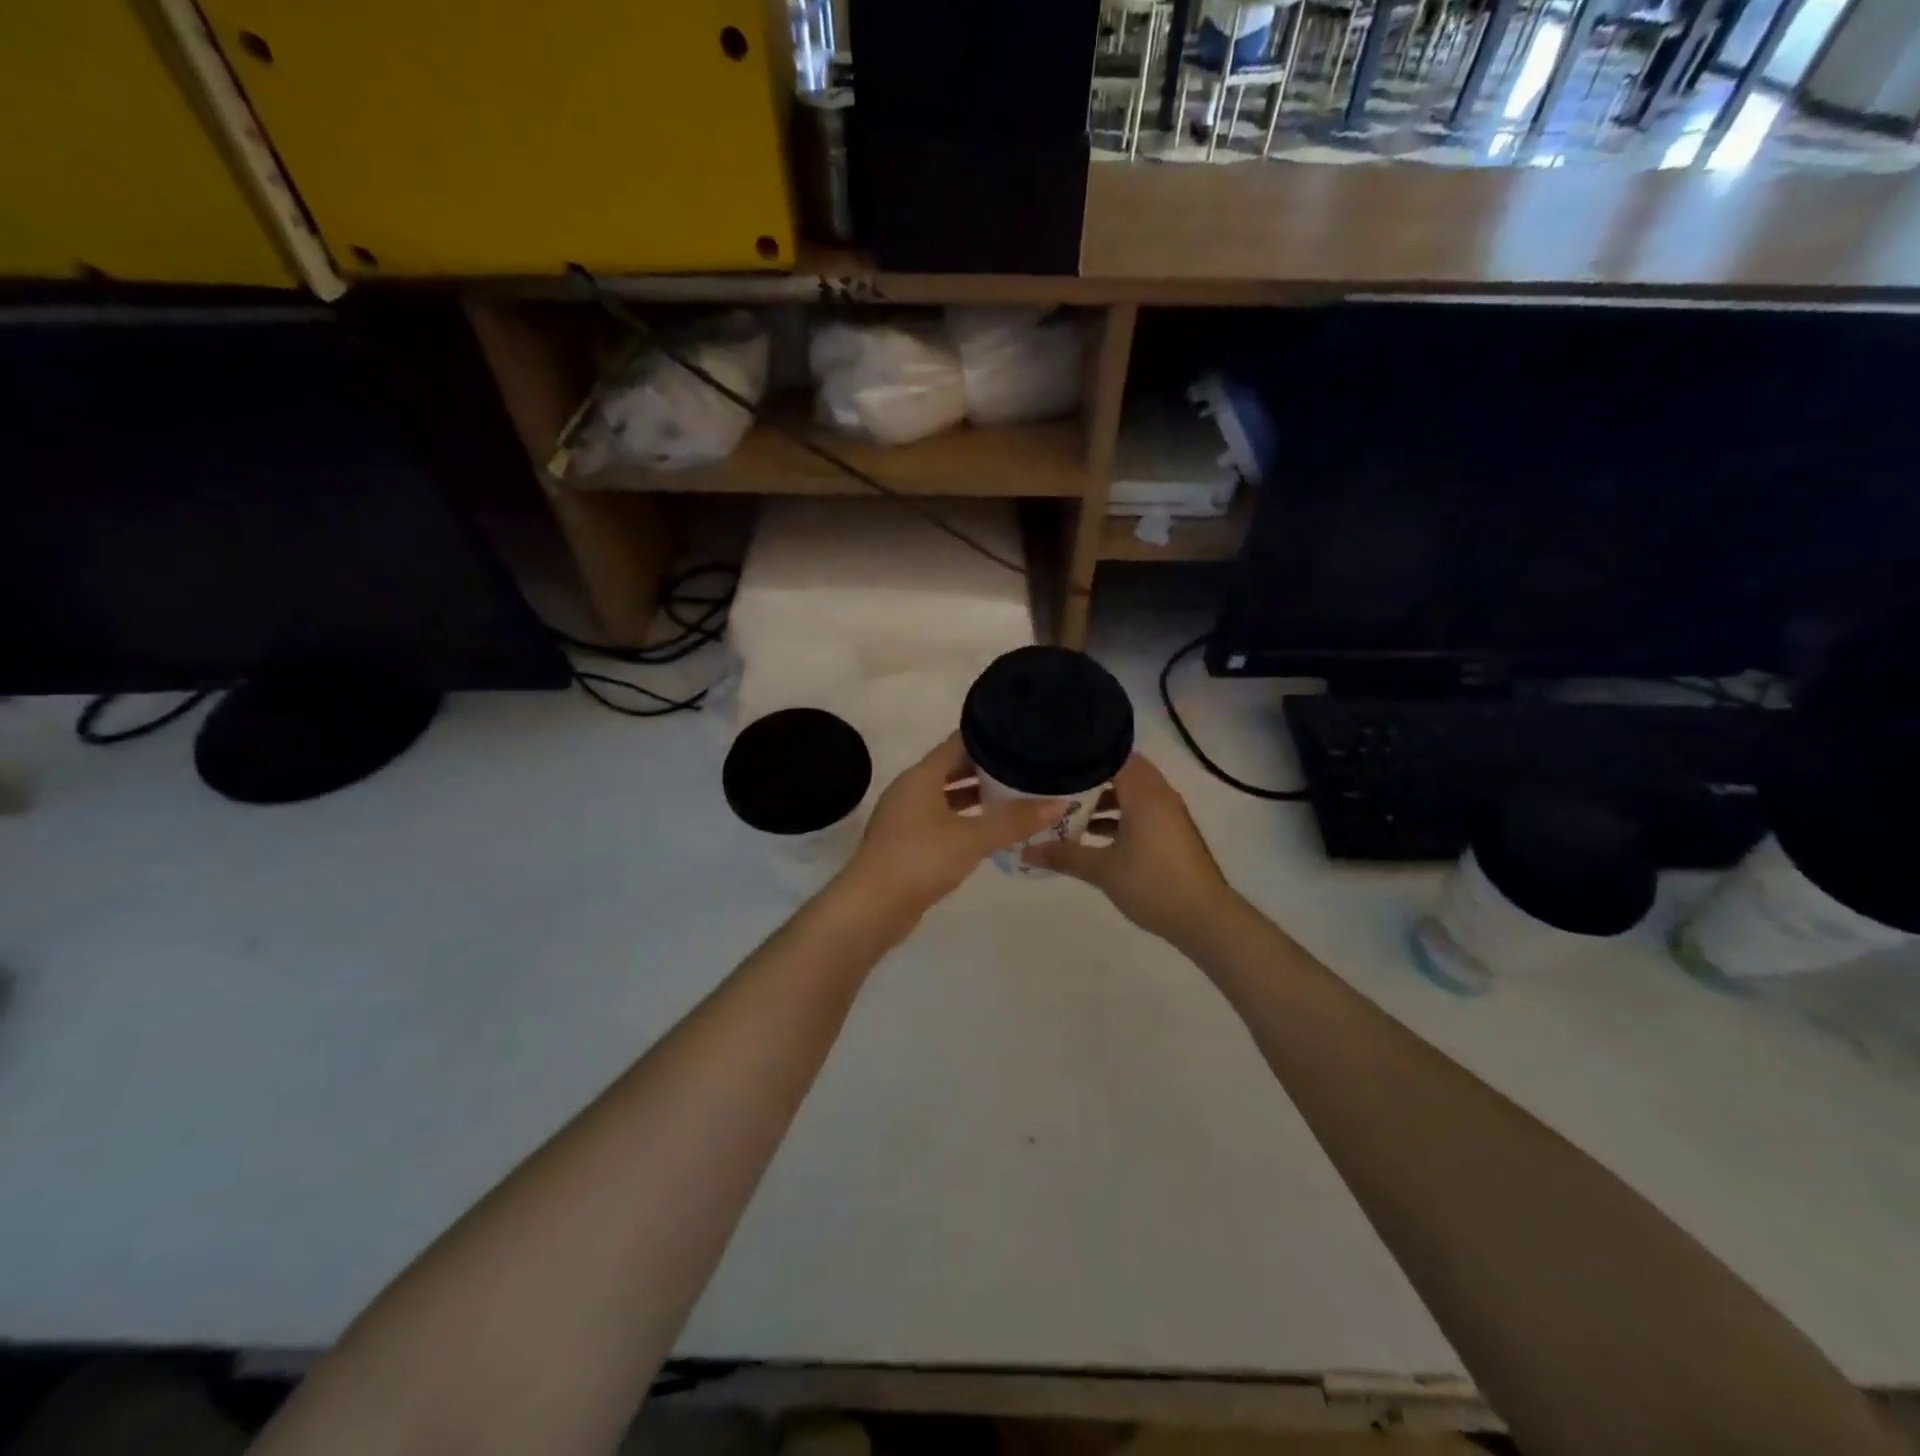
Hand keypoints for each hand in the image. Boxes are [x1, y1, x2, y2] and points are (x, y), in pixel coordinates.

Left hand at [840, 733, 1066, 920]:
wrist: (871, 907)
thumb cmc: (920, 860)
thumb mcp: (973, 838)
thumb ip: (1015, 821)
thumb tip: (1061, 803)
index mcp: (921, 776)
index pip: (959, 742)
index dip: (989, 736)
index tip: (1021, 735)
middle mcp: (911, 789)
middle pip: (953, 768)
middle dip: (987, 767)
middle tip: (1026, 766)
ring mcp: (906, 817)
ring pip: (947, 796)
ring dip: (976, 795)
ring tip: (1015, 795)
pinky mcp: (907, 842)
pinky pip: (941, 820)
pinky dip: (965, 819)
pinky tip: (990, 829)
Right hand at [1023, 752, 1235, 945]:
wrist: (1204, 918)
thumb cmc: (1152, 884)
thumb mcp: (1102, 870)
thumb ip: (1064, 855)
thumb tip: (1025, 850)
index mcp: (1144, 793)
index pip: (1113, 754)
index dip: (1084, 754)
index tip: (1055, 758)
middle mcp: (1158, 794)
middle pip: (1121, 771)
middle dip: (1089, 777)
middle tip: (1056, 782)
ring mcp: (1168, 813)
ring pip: (1130, 792)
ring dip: (1103, 798)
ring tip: (1068, 809)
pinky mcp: (1171, 831)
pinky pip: (1140, 810)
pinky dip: (1118, 815)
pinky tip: (1092, 835)